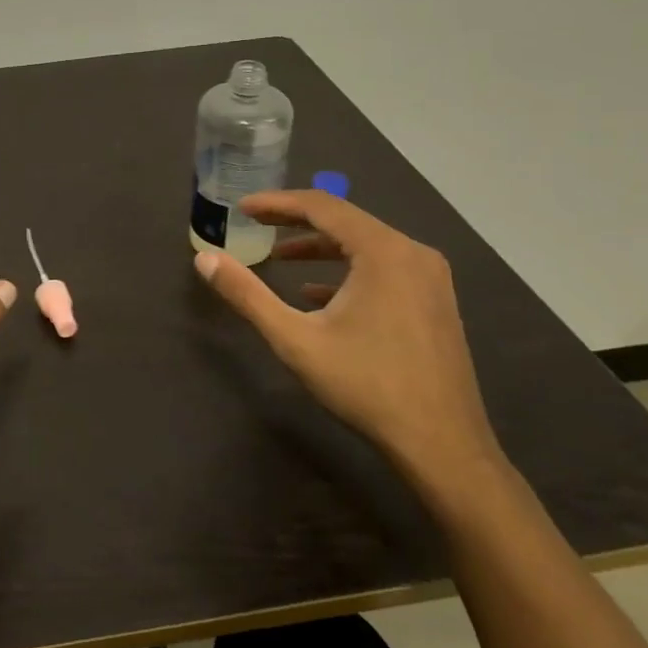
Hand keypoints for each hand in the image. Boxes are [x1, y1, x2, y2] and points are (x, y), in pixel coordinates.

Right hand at [193, 189, 502, 484]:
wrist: (442, 445)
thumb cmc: (366, 385)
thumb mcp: (295, 339)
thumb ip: (247, 295)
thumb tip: (204, 259)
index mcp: (383, 251)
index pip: (322, 206)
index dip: (277, 203)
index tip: (242, 208)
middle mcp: (412, 252)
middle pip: (346, 221)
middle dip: (296, 221)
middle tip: (255, 224)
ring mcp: (430, 278)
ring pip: (366, 245)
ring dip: (321, 247)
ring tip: (280, 257)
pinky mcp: (435, 301)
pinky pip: (384, 268)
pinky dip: (347, 271)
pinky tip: (319, 295)